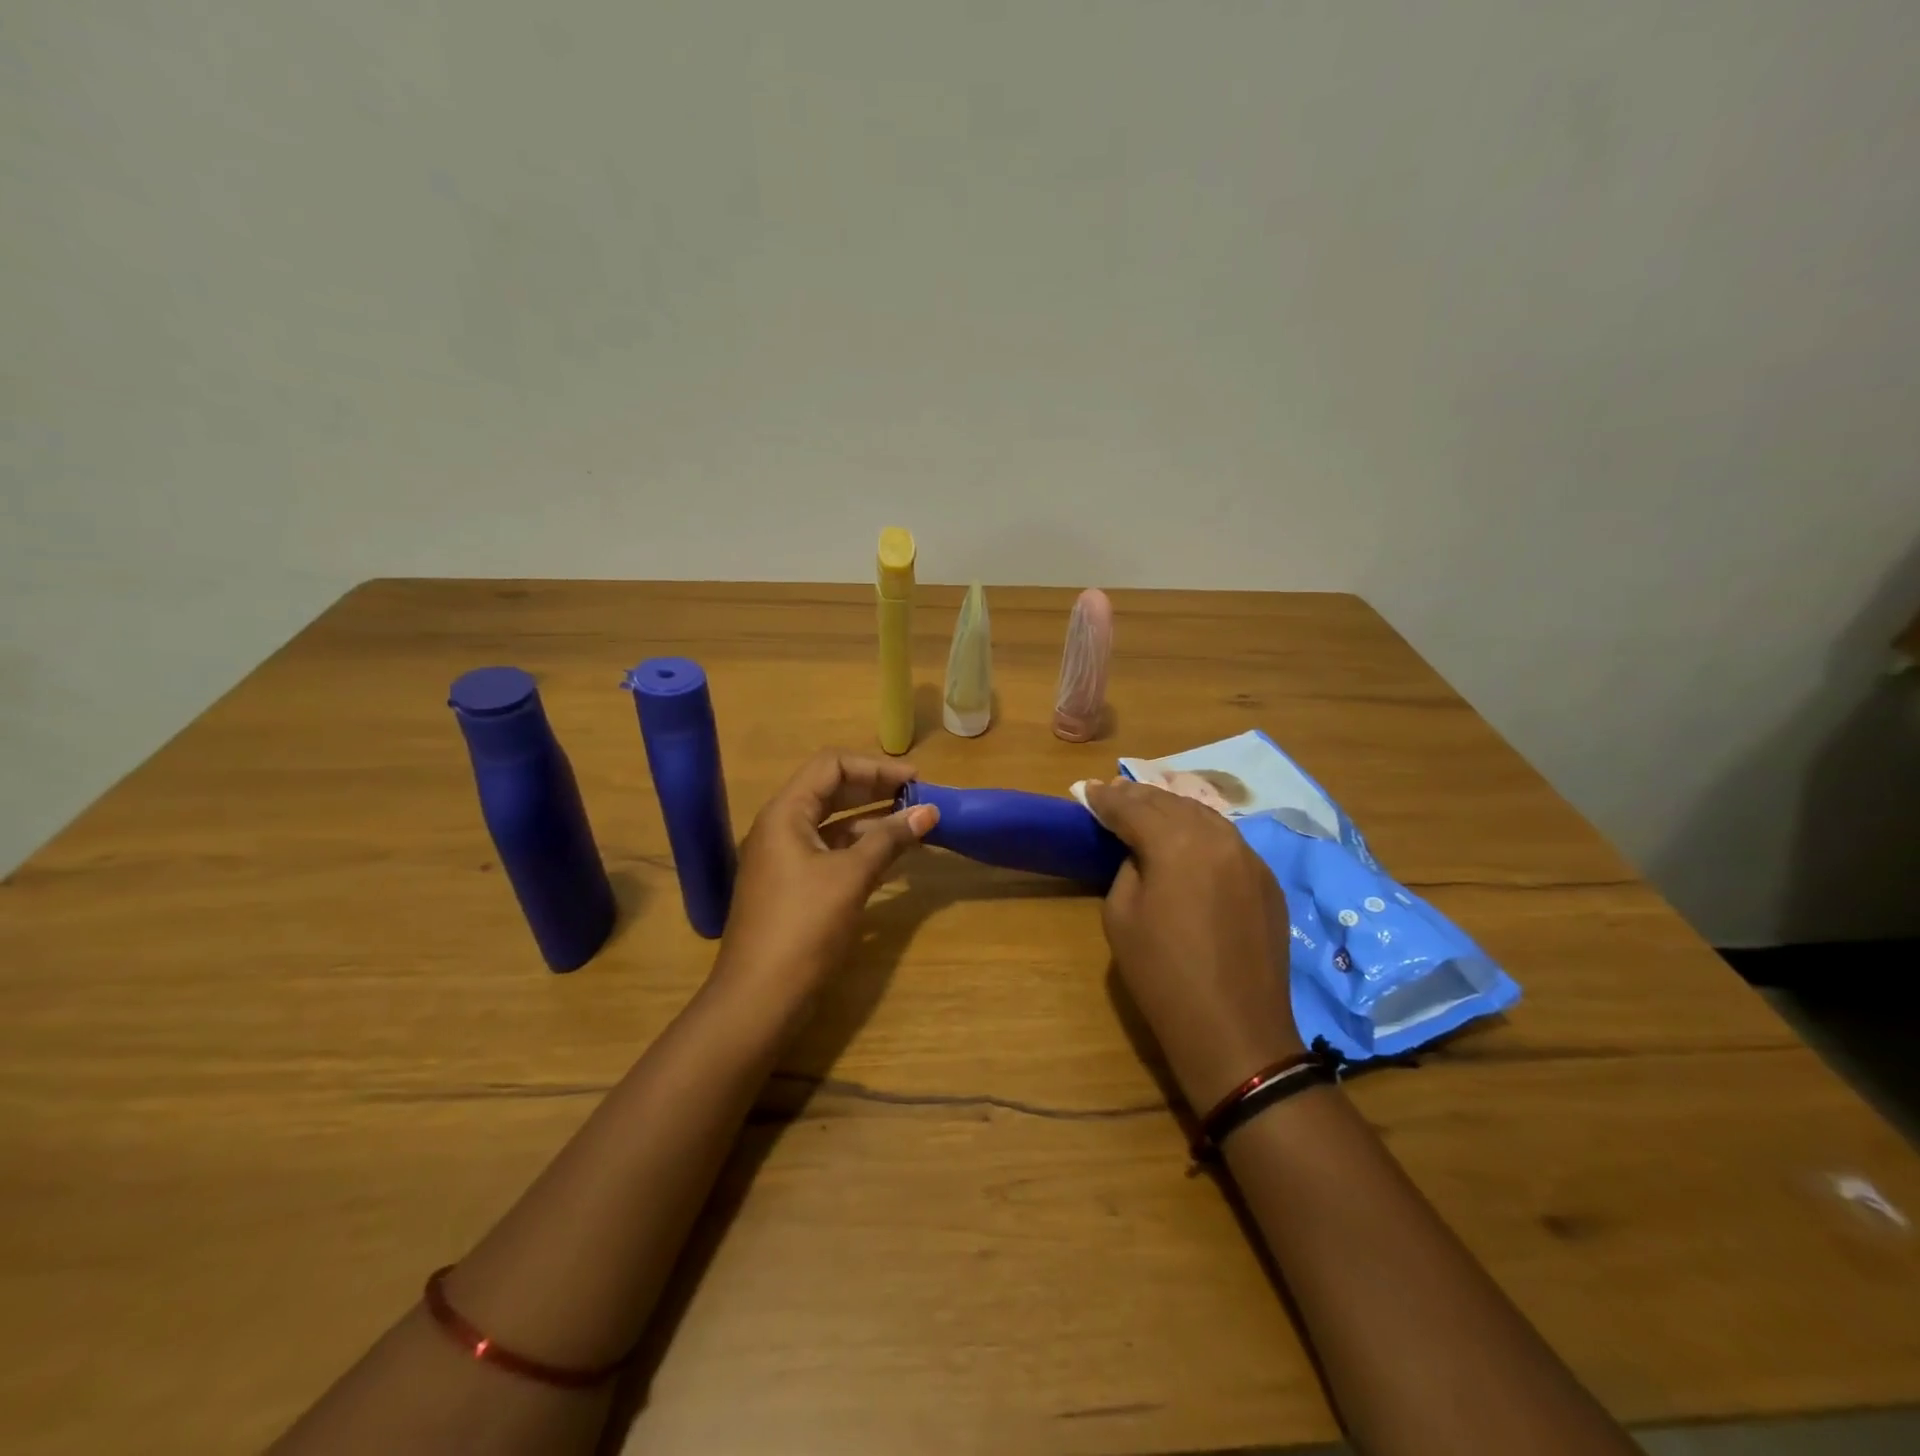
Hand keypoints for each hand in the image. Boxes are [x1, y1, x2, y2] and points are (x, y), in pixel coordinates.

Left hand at [715, 750, 938, 1010]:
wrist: (759, 997)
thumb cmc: (804, 926)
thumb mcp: (851, 877)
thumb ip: (890, 839)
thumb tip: (930, 811)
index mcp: (785, 813)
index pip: (831, 765)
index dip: (875, 767)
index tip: (914, 781)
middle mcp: (780, 827)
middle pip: (831, 790)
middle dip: (875, 790)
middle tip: (917, 799)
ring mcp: (784, 859)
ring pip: (832, 824)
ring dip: (871, 820)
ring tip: (912, 826)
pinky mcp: (792, 886)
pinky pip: (830, 852)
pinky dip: (860, 848)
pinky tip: (890, 857)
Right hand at [1084, 778, 1302, 1111]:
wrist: (1234, 1029)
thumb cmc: (1163, 974)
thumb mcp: (1121, 916)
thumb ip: (1128, 868)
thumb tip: (1141, 853)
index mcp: (1176, 842)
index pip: (1133, 807)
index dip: (1106, 799)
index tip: (1087, 791)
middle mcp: (1218, 837)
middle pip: (1171, 803)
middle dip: (1138, 797)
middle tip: (1113, 793)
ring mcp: (1249, 857)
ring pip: (1204, 816)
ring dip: (1171, 809)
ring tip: (1148, 809)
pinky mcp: (1266, 881)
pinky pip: (1227, 841)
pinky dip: (1201, 832)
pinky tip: (1188, 839)